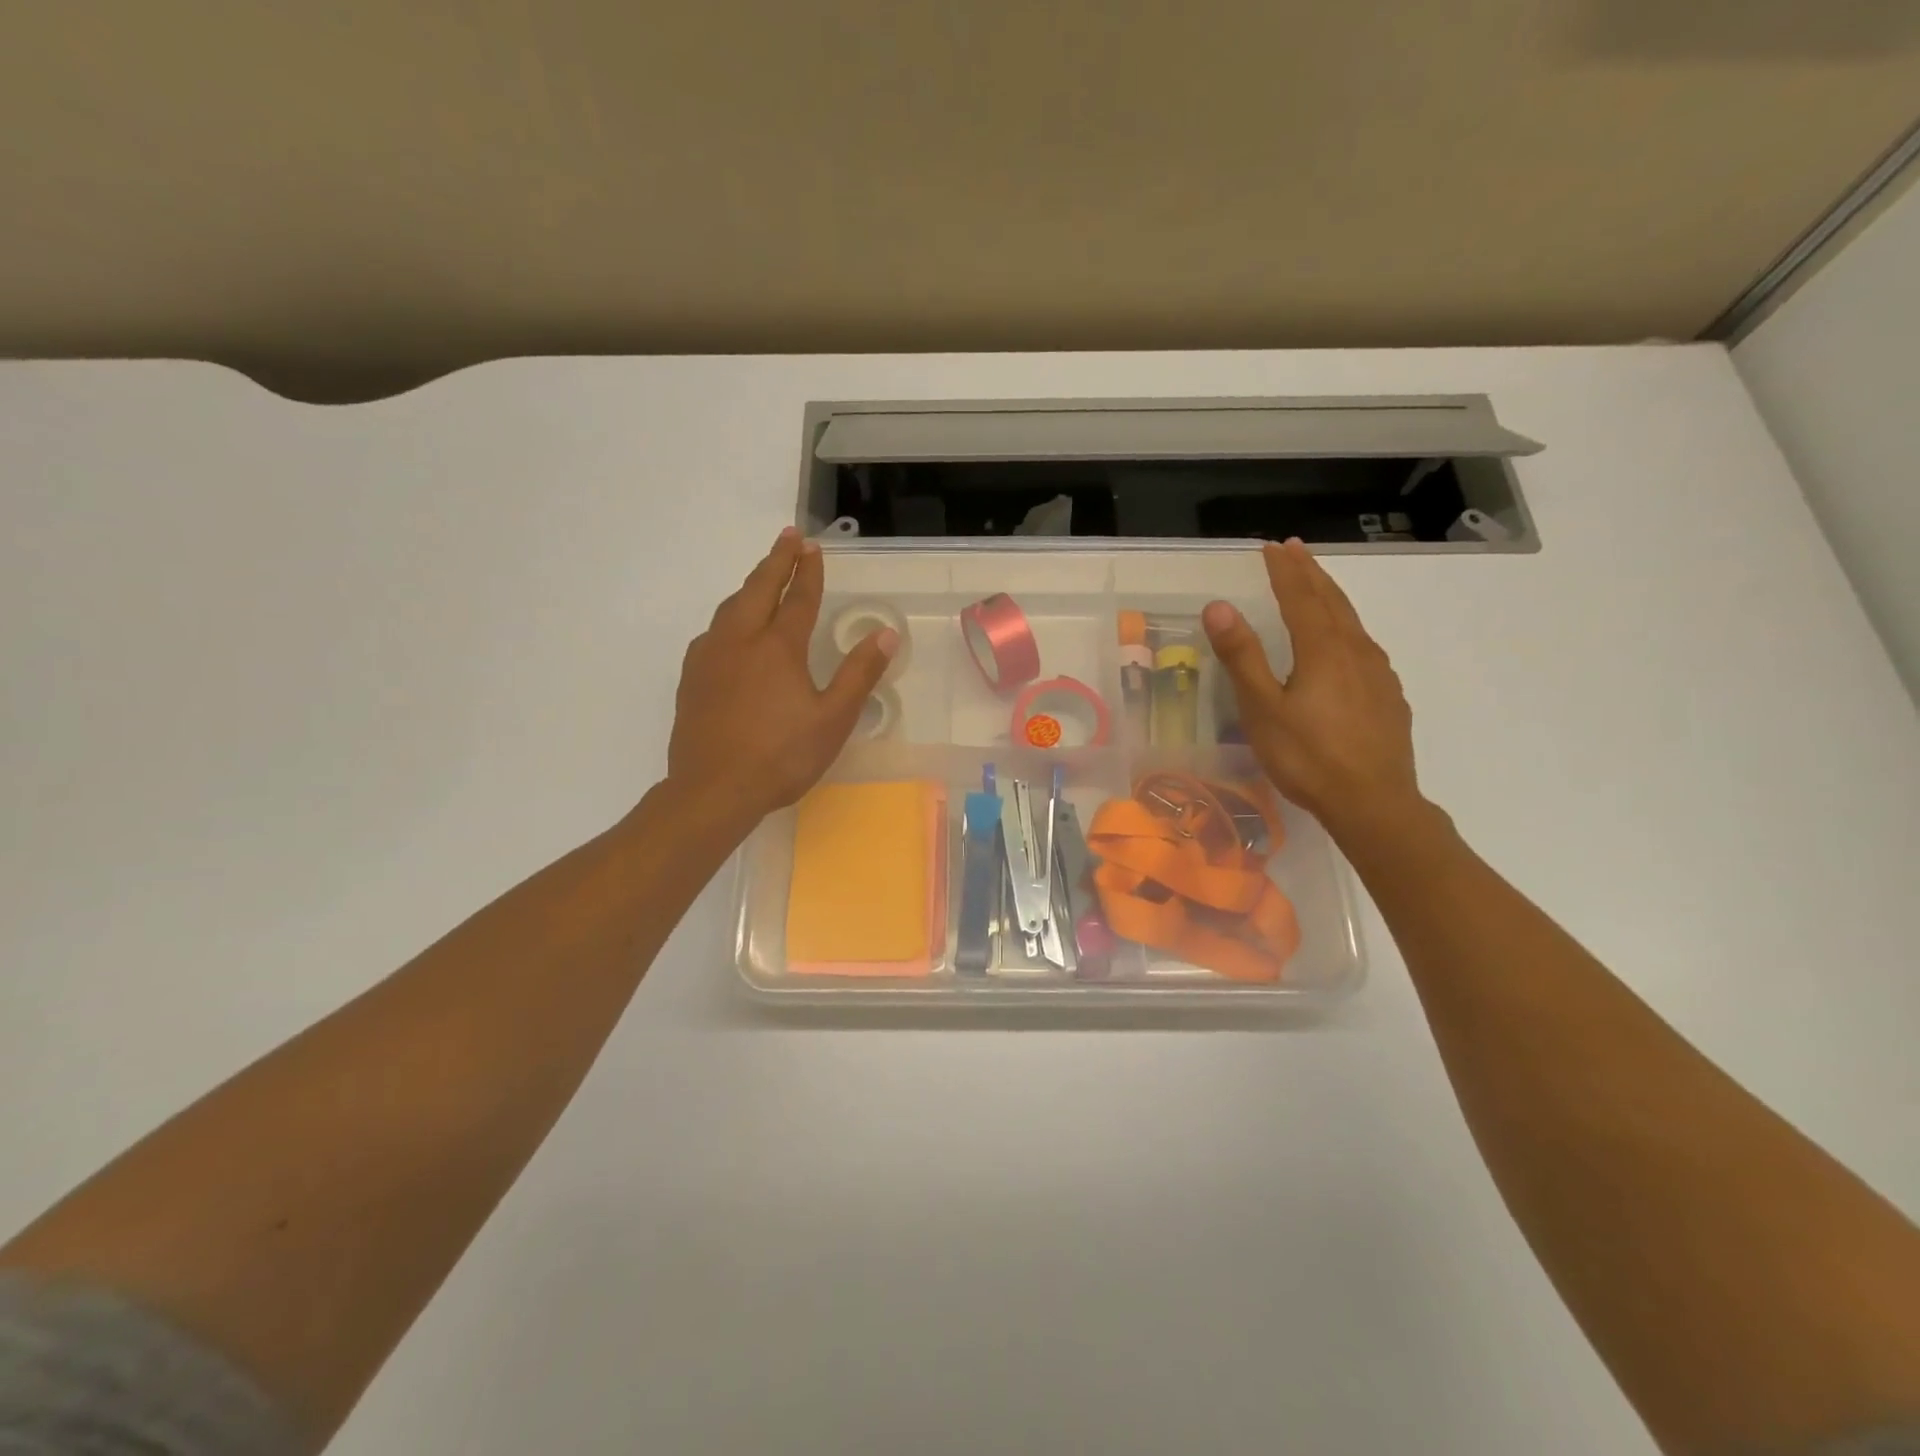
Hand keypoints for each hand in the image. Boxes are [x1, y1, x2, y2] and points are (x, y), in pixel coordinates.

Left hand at [668, 528, 896, 828]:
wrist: (712, 790)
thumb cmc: (781, 756)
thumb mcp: (833, 719)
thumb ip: (859, 674)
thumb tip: (886, 634)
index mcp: (778, 647)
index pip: (798, 598)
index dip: (808, 571)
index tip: (813, 546)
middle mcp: (740, 641)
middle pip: (758, 589)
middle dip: (775, 561)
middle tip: (788, 537)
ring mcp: (709, 658)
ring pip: (730, 608)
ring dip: (750, 586)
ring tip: (763, 579)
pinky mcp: (691, 679)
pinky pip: (712, 633)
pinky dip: (729, 617)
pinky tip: (730, 632)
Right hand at [1203, 539, 1424, 841]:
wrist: (1374, 803)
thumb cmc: (1308, 757)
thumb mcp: (1263, 709)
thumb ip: (1242, 657)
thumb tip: (1218, 606)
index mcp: (1323, 650)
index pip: (1301, 597)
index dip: (1285, 571)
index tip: (1272, 546)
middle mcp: (1356, 652)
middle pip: (1332, 602)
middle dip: (1310, 574)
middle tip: (1295, 551)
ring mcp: (1378, 675)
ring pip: (1353, 623)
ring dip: (1331, 598)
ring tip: (1317, 587)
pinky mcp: (1389, 698)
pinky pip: (1365, 648)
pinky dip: (1348, 630)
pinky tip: (1346, 645)